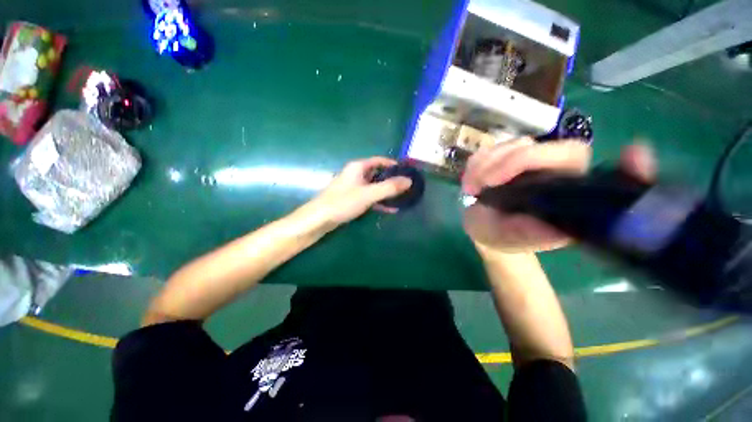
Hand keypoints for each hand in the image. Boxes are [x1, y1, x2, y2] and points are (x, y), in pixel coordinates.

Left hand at [304, 157, 411, 225]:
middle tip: (406, 187)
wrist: (319, 219)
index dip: (393, 164)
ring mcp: (353, 187)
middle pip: (378, 173)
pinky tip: (390, 209)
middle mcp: (356, 174)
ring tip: (402, 198)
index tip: (407, 172)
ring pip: (374, 186)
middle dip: (392, 180)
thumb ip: (389, 187)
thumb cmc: (343, 202)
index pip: (380, 160)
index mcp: (358, 167)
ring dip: (386, 192)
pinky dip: (379, 201)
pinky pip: (369, 196)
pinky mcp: (352, 198)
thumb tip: (409, 181)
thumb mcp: (368, 194)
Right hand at [462, 139, 655, 252]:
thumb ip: (531, 234)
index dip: (615, 161)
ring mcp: (527, 161)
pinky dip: (475, 165)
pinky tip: (470, 182)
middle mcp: (553, 172)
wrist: (481, 227)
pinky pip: (488, 149)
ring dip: (484, 166)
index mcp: (566, 194)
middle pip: (541, 149)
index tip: (632, 155)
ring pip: (510, 145)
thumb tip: (558, 229)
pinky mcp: (503, 157)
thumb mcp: (510, 239)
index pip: (592, 170)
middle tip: (479, 186)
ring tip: (471, 189)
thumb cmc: (499, 236)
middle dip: (506, 164)